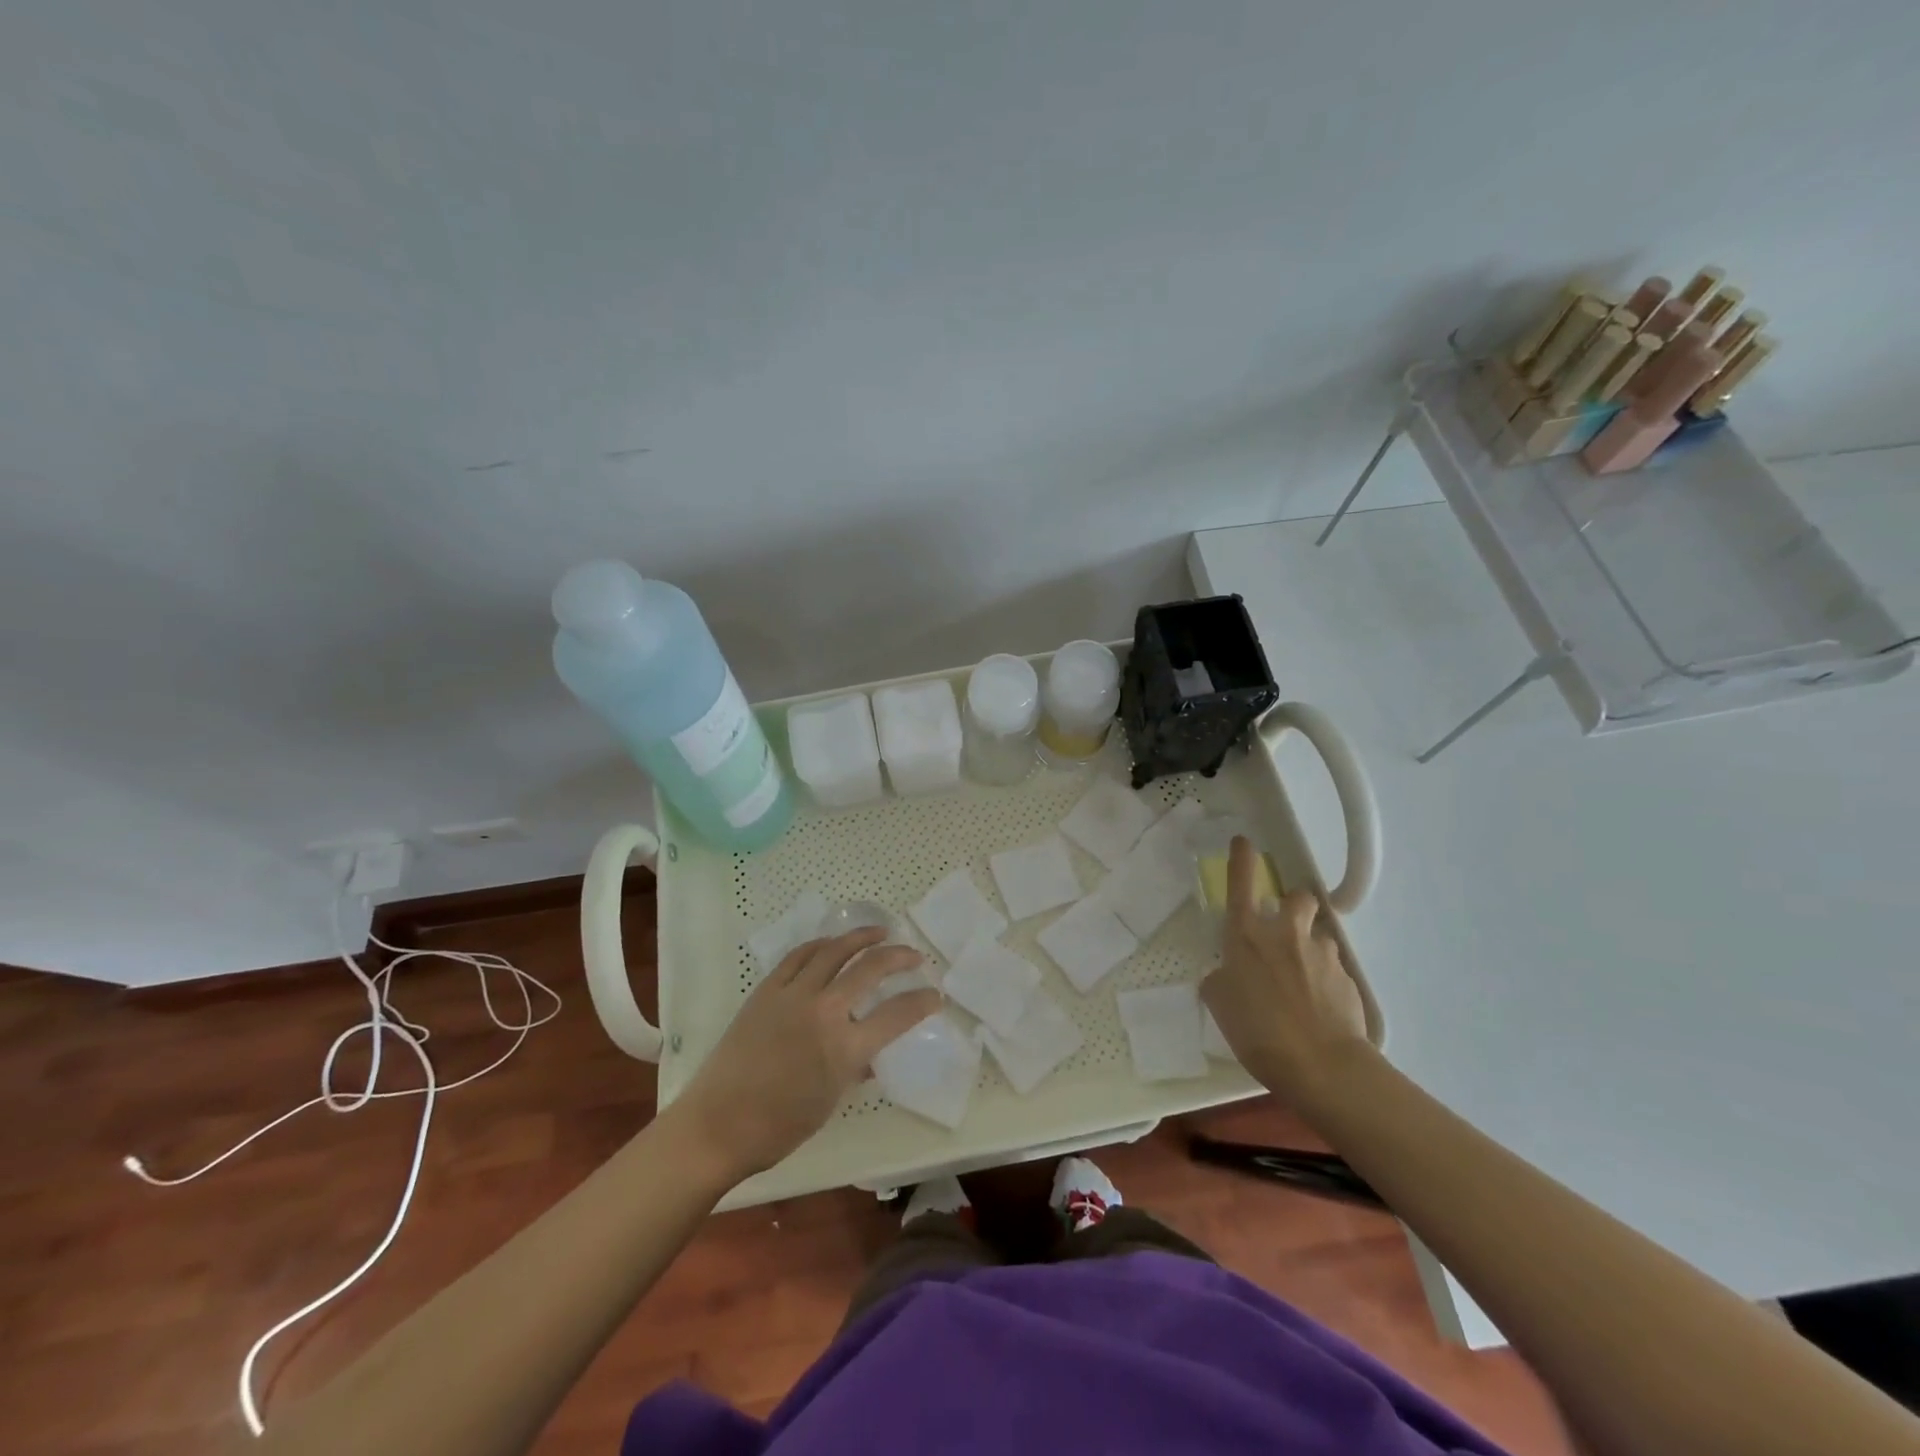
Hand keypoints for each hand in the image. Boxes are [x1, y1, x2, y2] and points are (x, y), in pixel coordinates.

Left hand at [674, 928, 939, 1180]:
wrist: (718, 1124)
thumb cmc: (779, 1126)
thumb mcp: (831, 1100)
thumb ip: (856, 1069)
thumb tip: (870, 1055)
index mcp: (845, 1048)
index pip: (897, 1014)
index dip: (922, 1002)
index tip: (935, 995)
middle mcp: (824, 1012)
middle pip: (870, 968)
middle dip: (899, 957)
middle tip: (913, 955)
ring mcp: (793, 995)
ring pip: (834, 951)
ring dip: (861, 938)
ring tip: (879, 932)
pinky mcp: (767, 990)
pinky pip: (800, 956)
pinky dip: (821, 945)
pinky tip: (831, 944)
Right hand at [1201, 836, 1371, 1109]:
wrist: (1321, 1065)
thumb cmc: (1257, 1030)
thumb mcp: (1220, 1003)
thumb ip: (1221, 979)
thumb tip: (1228, 974)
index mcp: (1246, 934)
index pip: (1241, 883)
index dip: (1242, 859)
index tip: (1244, 841)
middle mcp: (1286, 933)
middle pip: (1298, 898)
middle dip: (1294, 906)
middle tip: (1285, 930)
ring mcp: (1322, 953)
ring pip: (1318, 935)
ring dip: (1310, 947)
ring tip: (1303, 981)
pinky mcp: (1347, 978)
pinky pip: (1333, 968)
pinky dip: (1325, 979)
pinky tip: (1319, 1007)